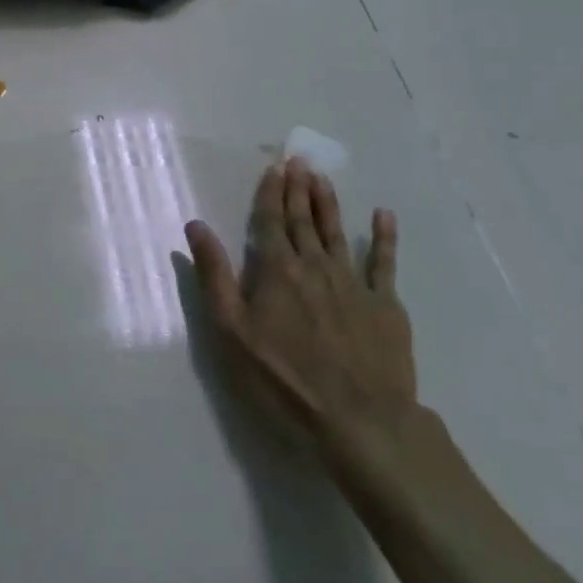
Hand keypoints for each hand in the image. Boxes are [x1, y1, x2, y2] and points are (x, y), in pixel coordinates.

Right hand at [184, 159, 415, 470]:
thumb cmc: (285, 380)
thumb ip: (215, 275)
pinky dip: (384, 238)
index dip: (270, 193)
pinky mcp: (386, 306)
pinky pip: (385, 263)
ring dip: (329, 203)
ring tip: (323, 178)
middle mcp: (315, 266)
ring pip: (337, 233)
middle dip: (298, 188)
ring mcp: (354, 284)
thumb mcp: (232, 331)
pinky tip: (384, 216)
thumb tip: (196, 225)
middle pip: (304, 220)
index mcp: (277, 270)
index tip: (274, 167)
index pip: (271, 221)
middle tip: (298, 160)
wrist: (361, 422)